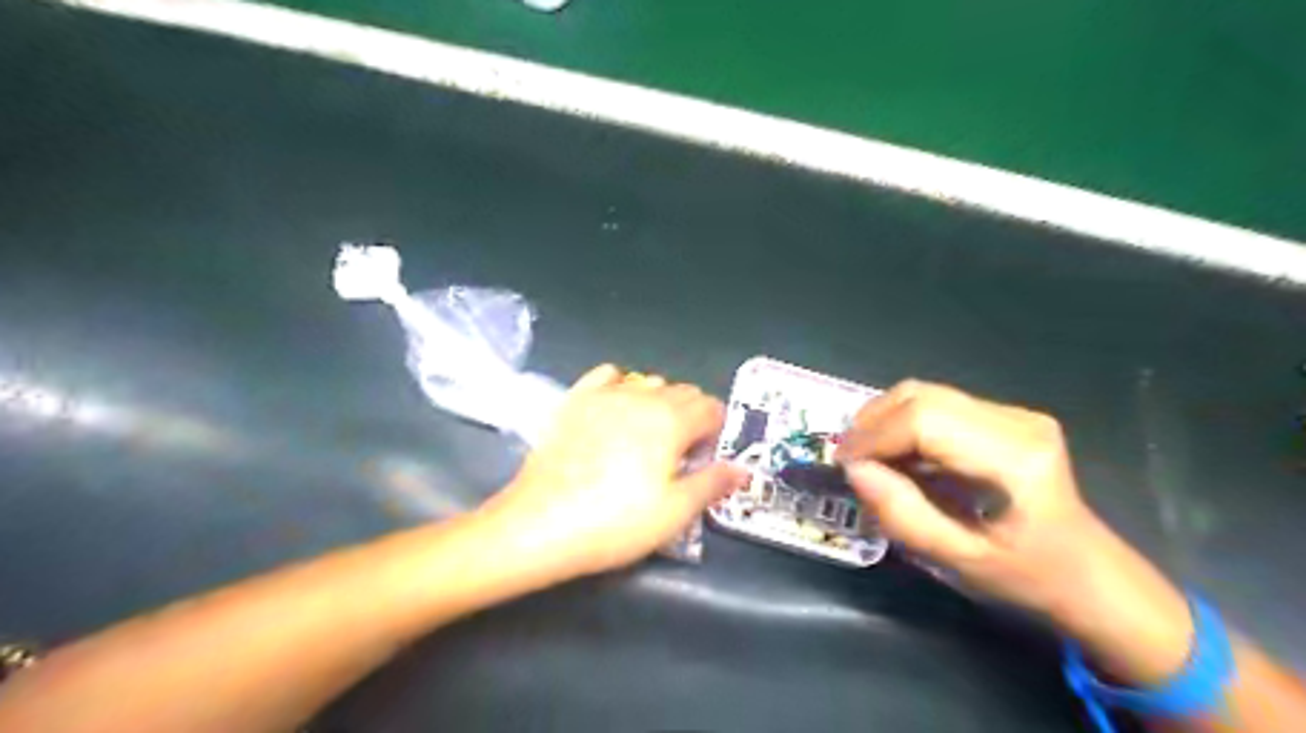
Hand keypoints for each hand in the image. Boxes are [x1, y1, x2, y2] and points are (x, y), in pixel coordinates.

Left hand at [479, 364, 744, 581]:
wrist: (541, 524)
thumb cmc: (615, 522)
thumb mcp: (674, 512)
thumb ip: (713, 483)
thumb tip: (742, 469)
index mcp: (672, 421)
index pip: (711, 408)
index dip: (718, 428)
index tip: (710, 453)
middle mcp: (642, 397)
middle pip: (683, 392)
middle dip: (693, 414)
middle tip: (685, 451)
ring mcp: (605, 394)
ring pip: (649, 382)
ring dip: (661, 401)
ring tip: (651, 434)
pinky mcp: (575, 400)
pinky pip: (608, 375)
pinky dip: (622, 384)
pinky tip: (617, 406)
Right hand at [837, 382, 1185, 627]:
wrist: (1088, 573)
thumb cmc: (1027, 576)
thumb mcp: (959, 561)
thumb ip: (903, 515)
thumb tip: (855, 470)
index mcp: (1014, 457)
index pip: (924, 420)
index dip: (874, 437)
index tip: (843, 466)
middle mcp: (1015, 420)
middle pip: (920, 396)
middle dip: (871, 423)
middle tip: (849, 460)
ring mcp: (1012, 412)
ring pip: (923, 393)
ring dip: (884, 420)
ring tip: (868, 457)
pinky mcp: (1004, 415)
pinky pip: (936, 403)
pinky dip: (903, 423)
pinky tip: (898, 454)